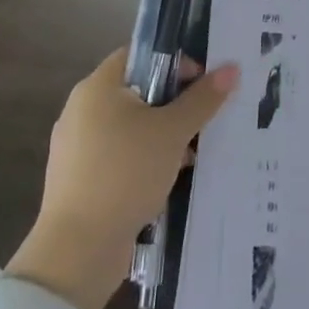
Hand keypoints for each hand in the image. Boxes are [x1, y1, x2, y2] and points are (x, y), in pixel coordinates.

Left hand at [7, 49, 238, 308]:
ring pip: (130, 127)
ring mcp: (76, 148)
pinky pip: (119, 157)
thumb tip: (231, 69)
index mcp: (98, 87)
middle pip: (137, 91)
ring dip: (161, 136)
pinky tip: (169, 179)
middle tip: (204, 117)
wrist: (77, 252)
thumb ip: (202, 99)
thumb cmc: (125, 173)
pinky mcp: (79, 181)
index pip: (140, 55)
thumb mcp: (172, 132)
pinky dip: (143, 161)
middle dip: (173, 103)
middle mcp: (81, 110)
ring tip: (193, 153)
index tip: (202, 83)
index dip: (175, 62)